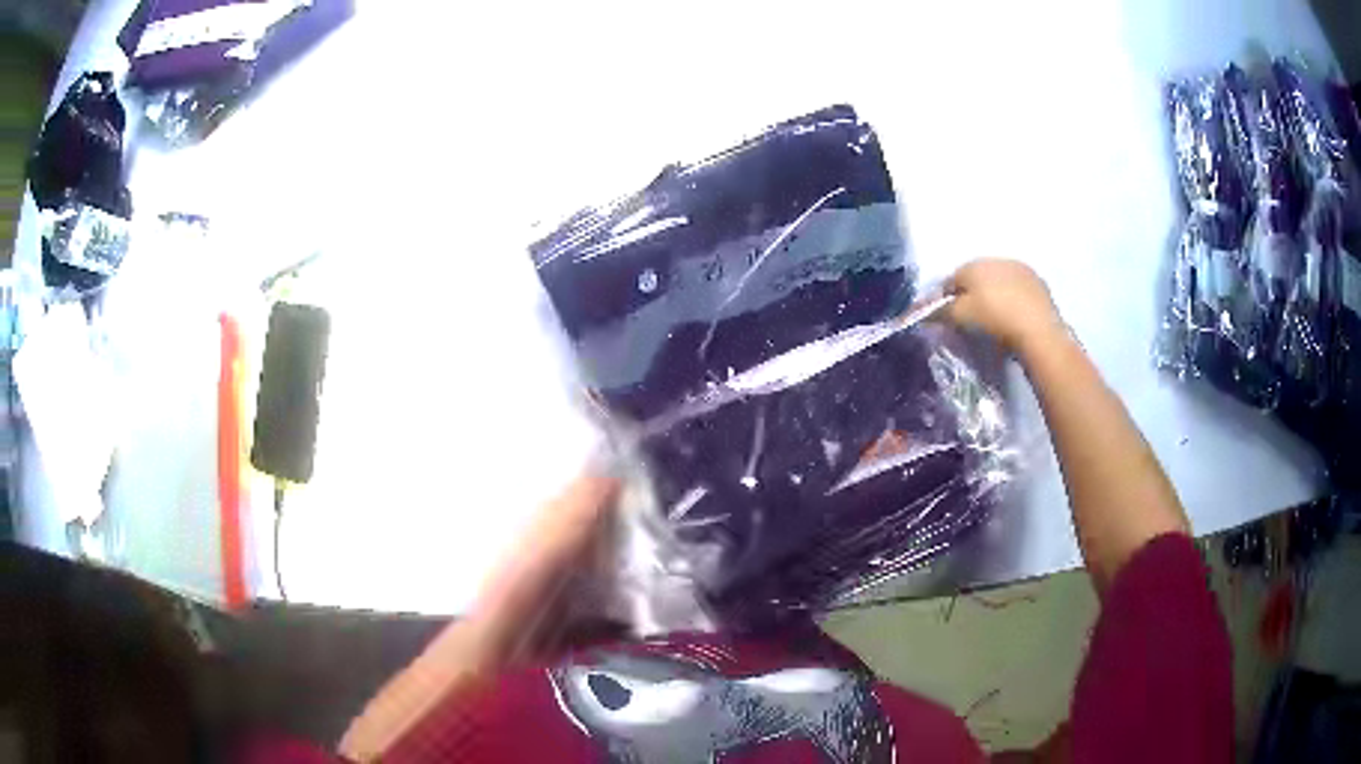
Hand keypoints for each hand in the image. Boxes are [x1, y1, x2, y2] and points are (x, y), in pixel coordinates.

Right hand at [944, 259, 1066, 355]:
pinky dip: (1012, 299)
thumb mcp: (960, 317)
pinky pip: (1017, 288)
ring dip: (993, 294)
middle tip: (971, 319)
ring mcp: (1019, 268)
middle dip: (970, 294)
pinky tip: (1014, 316)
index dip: (945, 300)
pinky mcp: (1038, 282)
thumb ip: (939, 312)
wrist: (1038, 330)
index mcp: (972, 264)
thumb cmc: (994, 320)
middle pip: (975, 278)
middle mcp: (995, 259)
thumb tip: (921, 312)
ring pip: (997, 281)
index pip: (950, 281)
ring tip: (995, 318)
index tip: (946, 318)